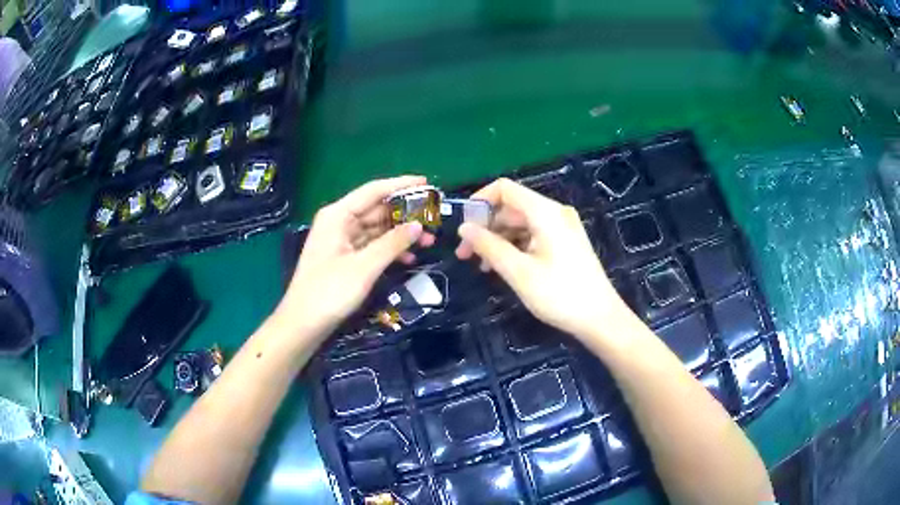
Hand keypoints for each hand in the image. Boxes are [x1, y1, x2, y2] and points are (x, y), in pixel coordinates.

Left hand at [278, 176, 434, 338]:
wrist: (303, 324)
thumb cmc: (329, 292)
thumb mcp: (364, 267)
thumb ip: (393, 243)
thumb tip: (418, 226)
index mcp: (338, 215)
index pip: (374, 191)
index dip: (401, 185)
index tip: (428, 183)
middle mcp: (339, 222)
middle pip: (377, 209)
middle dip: (405, 214)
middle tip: (434, 219)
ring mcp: (341, 240)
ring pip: (377, 229)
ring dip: (400, 234)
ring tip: (429, 241)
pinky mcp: (345, 258)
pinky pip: (371, 246)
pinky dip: (389, 250)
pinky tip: (409, 258)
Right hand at [456, 178, 630, 339]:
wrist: (600, 318)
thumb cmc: (559, 294)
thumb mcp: (518, 271)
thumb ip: (489, 246)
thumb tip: (464, 228)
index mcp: (545, 212)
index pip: (504, 188)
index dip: (479, 202)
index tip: (463, 227)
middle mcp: (554, 212)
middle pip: (511, 208)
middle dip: (485, 227)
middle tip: (465, 255)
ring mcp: (562, 228)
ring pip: (520, 224)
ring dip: (498, 240)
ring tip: (483, 267)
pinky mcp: (565, 243)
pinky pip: (533, 235)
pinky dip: (514, 247)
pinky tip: (503, 267)